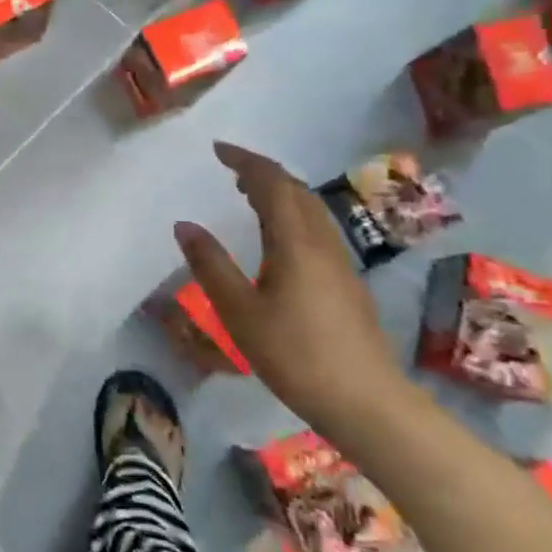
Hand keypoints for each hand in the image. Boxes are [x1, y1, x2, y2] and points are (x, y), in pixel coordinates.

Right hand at [174, 142, 407, 429]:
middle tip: (230, 169)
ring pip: (309, 208)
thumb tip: (184, 224)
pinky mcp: (346, 281)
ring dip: (279, 192)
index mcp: (295, 241)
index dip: (245, 161)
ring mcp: (339, 261)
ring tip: (248, 194)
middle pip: (295, 190)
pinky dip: (291, 214)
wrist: (367, 401)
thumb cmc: (295, 354)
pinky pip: (315, 228)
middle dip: (262, 172)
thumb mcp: (239, 311)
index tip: (217, 150)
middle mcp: (321, 241)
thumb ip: (211, 265)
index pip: (271, 183)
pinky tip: (277, 238)